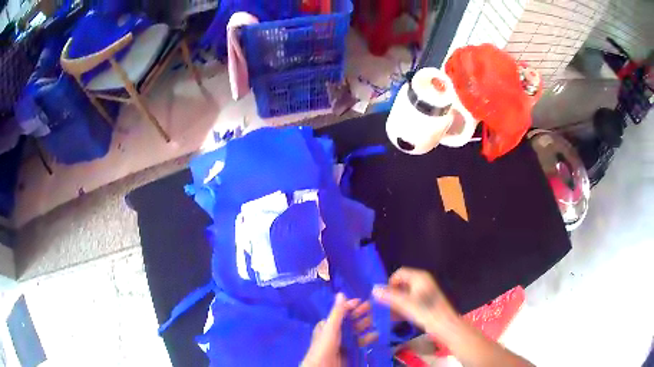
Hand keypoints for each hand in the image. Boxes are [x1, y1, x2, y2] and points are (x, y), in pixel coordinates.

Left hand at [301, 294, 377, 366]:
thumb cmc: (325, 345)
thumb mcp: (331, 327)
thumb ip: (337, 312)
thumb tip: (341, 293)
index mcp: (327, 325)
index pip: (342, 312)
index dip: (353, 306)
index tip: (367, 301)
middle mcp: (335, 332)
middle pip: (351, 321)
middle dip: (363, 315)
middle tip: (377, 310)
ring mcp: (343, 342)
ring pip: (357, 331)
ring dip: (367, 326)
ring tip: (379, 321)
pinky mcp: (350, 351)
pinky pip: (361, 342)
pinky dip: (368, 338)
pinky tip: (377, 335)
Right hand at [372, 267, 457, 337]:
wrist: (445, 326)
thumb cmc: (426, 312)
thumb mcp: (406, 304)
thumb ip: (389, 296)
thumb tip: (374, 289)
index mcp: (419, 277)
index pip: (399, 273)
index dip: (389, 283)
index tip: (383, 296)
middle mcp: (422, 282)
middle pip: (401, 284)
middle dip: (391, 295)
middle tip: (382, 307)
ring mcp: (424, 293)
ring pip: (404, 295)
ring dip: (394, 303)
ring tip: (386, 314)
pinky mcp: (424, 303)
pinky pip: (409, 302)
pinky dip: (401, 308)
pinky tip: (395, 318)